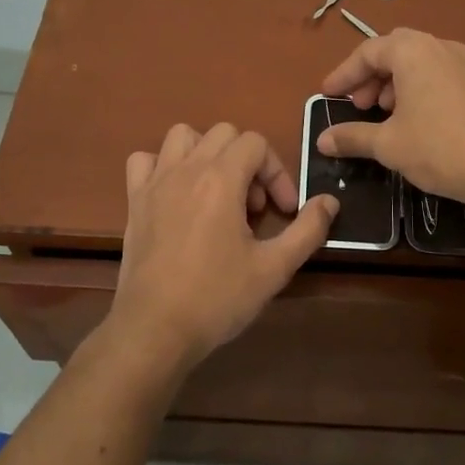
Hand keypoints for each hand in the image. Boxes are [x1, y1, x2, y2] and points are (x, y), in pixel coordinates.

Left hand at [109, 123, 338, 373]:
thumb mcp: (274, 269)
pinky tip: (175, 194)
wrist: (155, 330)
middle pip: (224, 133)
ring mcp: (156, 182)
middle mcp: (187, 169)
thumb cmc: (217, 298)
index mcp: (221, 179)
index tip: (283, 211)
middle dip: (247, 161)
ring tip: (217, 190)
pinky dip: (162, 166)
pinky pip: (144, 160)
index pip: (256, 143)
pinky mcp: (134, 201)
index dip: (277, 172)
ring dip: (206, 153)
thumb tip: (329, 202)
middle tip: (253, 206)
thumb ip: (308, 230)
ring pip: (182, 136)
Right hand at [315, 29, 464, 212]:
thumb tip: (322, 140)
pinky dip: (416, 88)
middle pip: (393, 50)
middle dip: (370, 76)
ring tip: (383, 114)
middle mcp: (438, 46)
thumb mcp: (388, 144)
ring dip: (393, 82)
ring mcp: (463, 62)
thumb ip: (352, 137)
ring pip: (417, 62)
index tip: (327, 95)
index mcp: (412, 51)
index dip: (343, 74)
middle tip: (357, 104)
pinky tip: (414, 120)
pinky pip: (437, 73)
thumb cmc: (439, 148)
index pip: (367, 52)